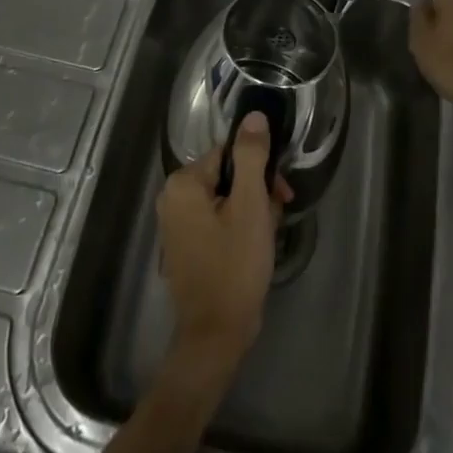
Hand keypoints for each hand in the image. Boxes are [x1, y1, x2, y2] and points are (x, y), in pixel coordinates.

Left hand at [157, 113, 294, 376]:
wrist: (215, 336)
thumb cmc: (234, 265)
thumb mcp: (250, 206)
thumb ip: (251, 156)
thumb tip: (253, 116)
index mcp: (183, 183)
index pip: (228, 153)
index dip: (259, 169)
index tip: (280, 192)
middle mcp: (172, 198)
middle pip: (226, 175)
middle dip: (256, 192)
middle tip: (276, 215)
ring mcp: (176, 224)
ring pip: (225, 199)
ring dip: (251, 211)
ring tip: (266, 236)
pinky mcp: (186, 246)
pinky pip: (216, 221)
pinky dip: (238, 227)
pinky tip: (255, 247)